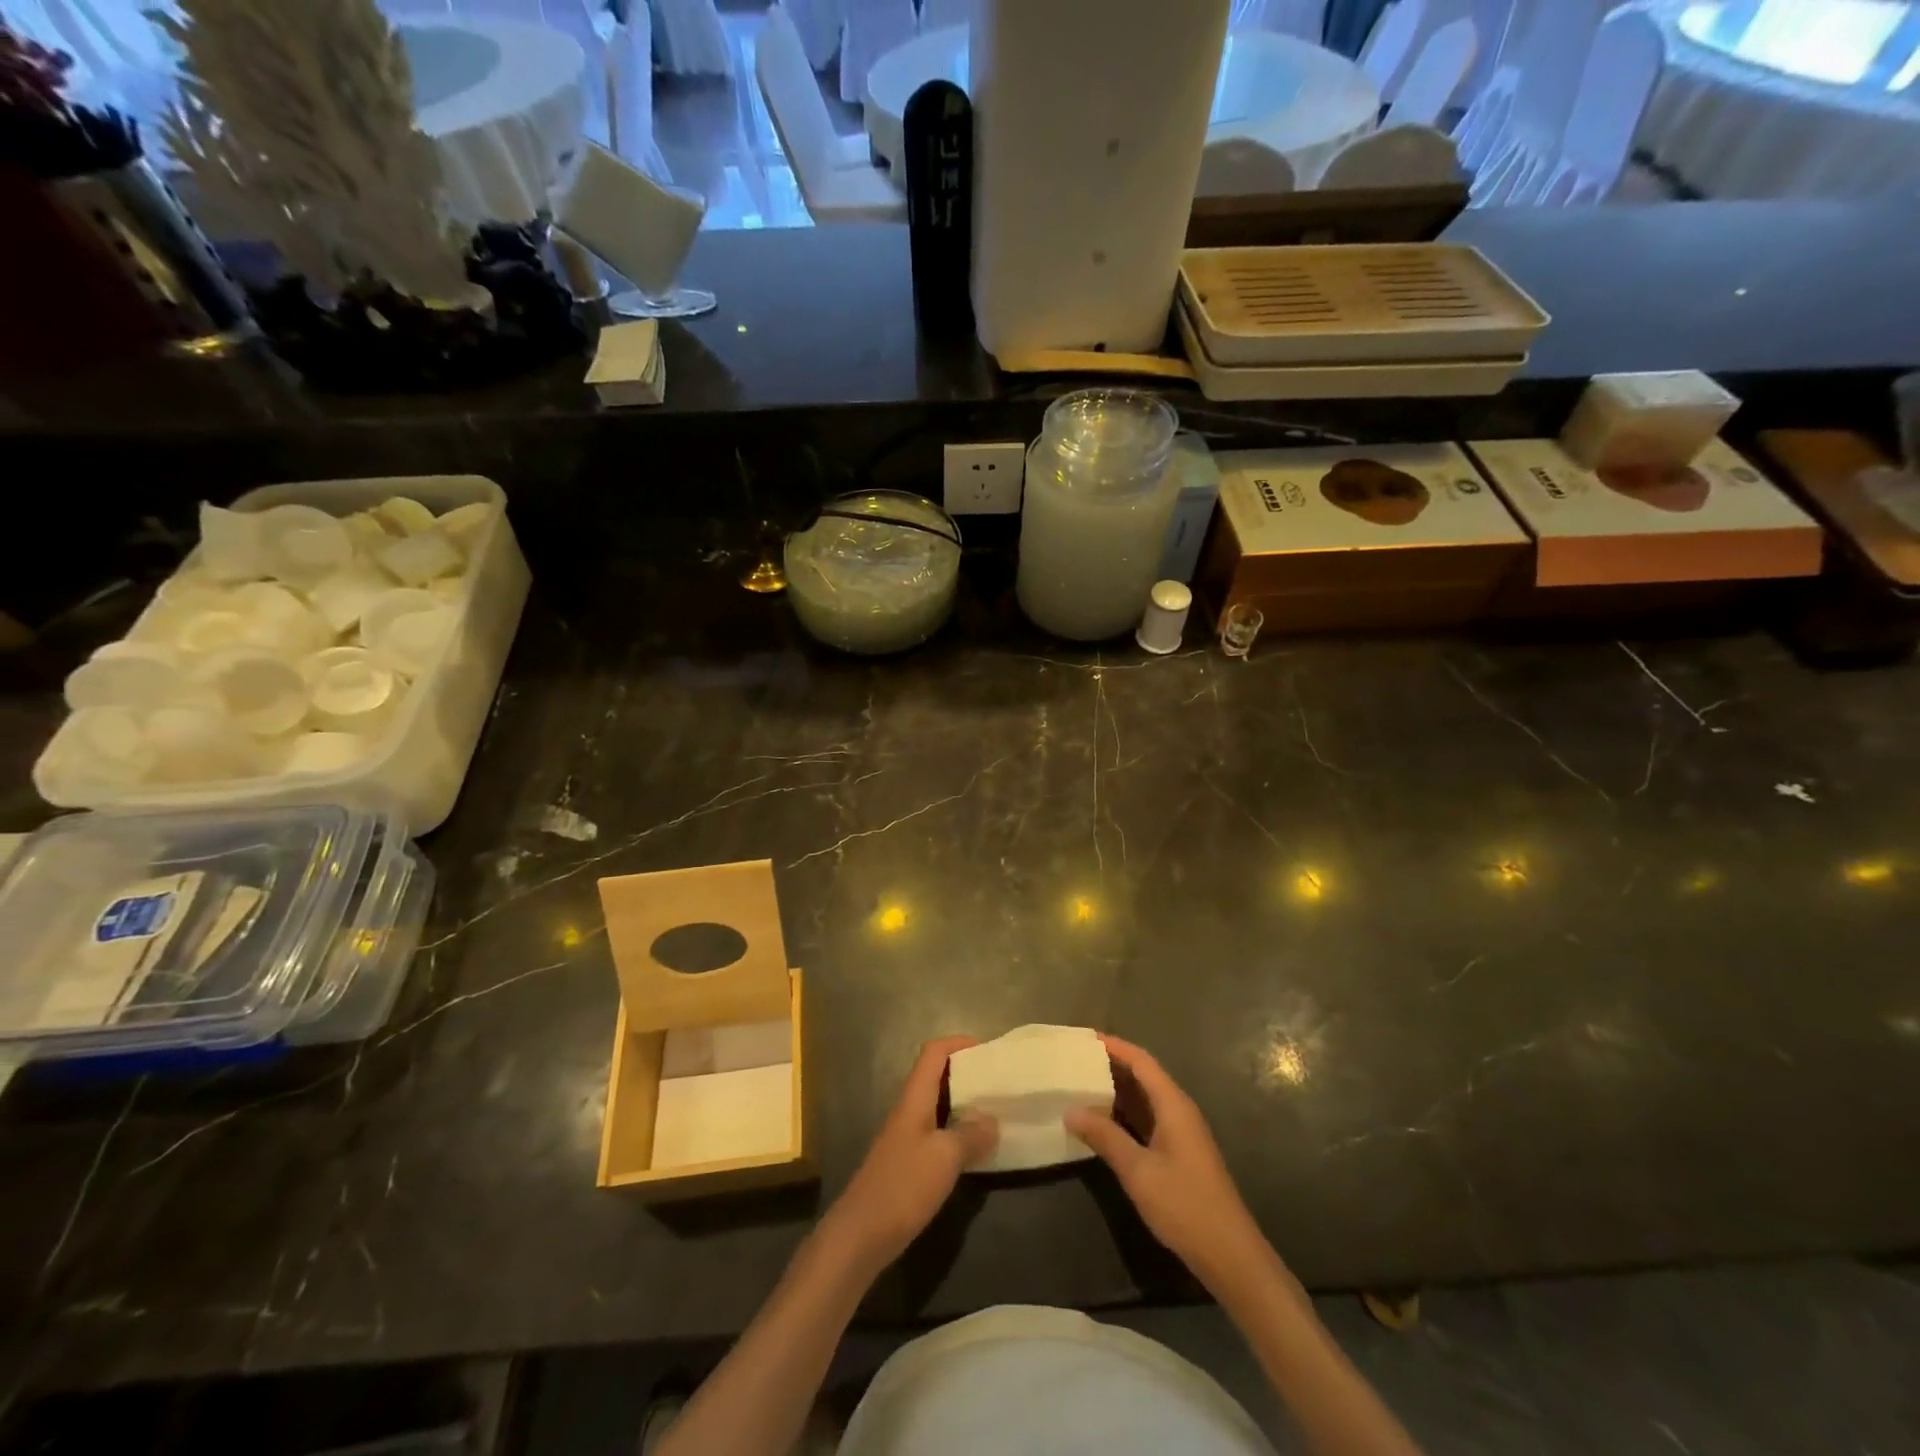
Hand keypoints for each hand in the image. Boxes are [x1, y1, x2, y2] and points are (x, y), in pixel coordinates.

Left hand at [822, 1036, 997, 1273]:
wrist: (860, 1236)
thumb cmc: (903, 1186)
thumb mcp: (944, 1157)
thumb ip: (970, 1134)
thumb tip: (992, 1119)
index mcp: (914, 1099)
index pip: (933, 1053)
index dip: (958, 1043)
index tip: (987, 1049)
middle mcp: (908, 1111)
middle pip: (935, 1077)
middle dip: (965, 1073)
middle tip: (996, 1082)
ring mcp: (905, 1138)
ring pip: (936, 1106)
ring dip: (962, 1104)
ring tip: (993, 1112)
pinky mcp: (906, 1164)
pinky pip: (935, 1134)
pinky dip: (956, 1133)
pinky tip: (974, 1150)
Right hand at [1065, 1035, 1271, 1291]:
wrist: (1230, 1255)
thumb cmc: (1185, 1205)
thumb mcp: (1138, 1171)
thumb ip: (1105, 1137)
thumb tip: (1070, 1110)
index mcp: (1173, 1104)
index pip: (1141, 1061)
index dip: (1114, 1046)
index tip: (1084, 1038)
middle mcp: (1179, 1111)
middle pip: (1143, 1076)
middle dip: (1111, 1065)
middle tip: (1075, 1061)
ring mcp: (1180, 1133)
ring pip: (1144, 1099)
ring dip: (1116, 1091)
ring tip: (1080, 1085)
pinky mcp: (1178, 1153)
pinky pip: (1147, 1120)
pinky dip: (1124, 1115)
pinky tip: (1101, 1123)